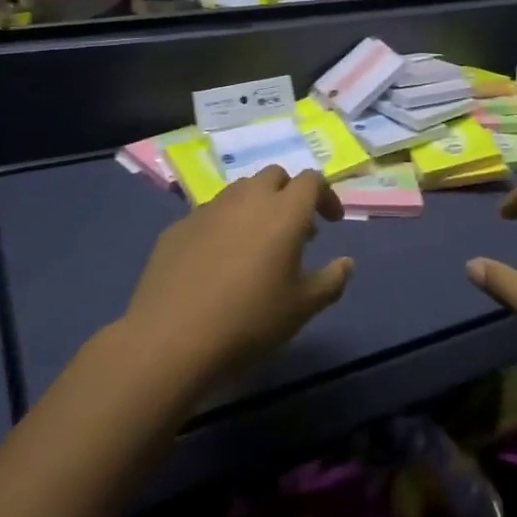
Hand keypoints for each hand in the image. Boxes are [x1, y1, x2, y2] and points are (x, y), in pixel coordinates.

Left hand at [119, 168, 351, 383]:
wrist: (170, 340)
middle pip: (275, 176)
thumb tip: (346, 263)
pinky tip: (218, 261)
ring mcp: (209, 210)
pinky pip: (210, 214)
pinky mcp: (178, 227)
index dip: (325, 196)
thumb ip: (331, 281)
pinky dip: (225, 225)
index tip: (331, 222)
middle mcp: (247, 199)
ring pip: (240, 190)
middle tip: (295, 229)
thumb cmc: (248, 321)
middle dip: (289, 193)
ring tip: (257, 244)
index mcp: (284, 211)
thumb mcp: (302, 309)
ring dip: (256, 206)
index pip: (312, 180)